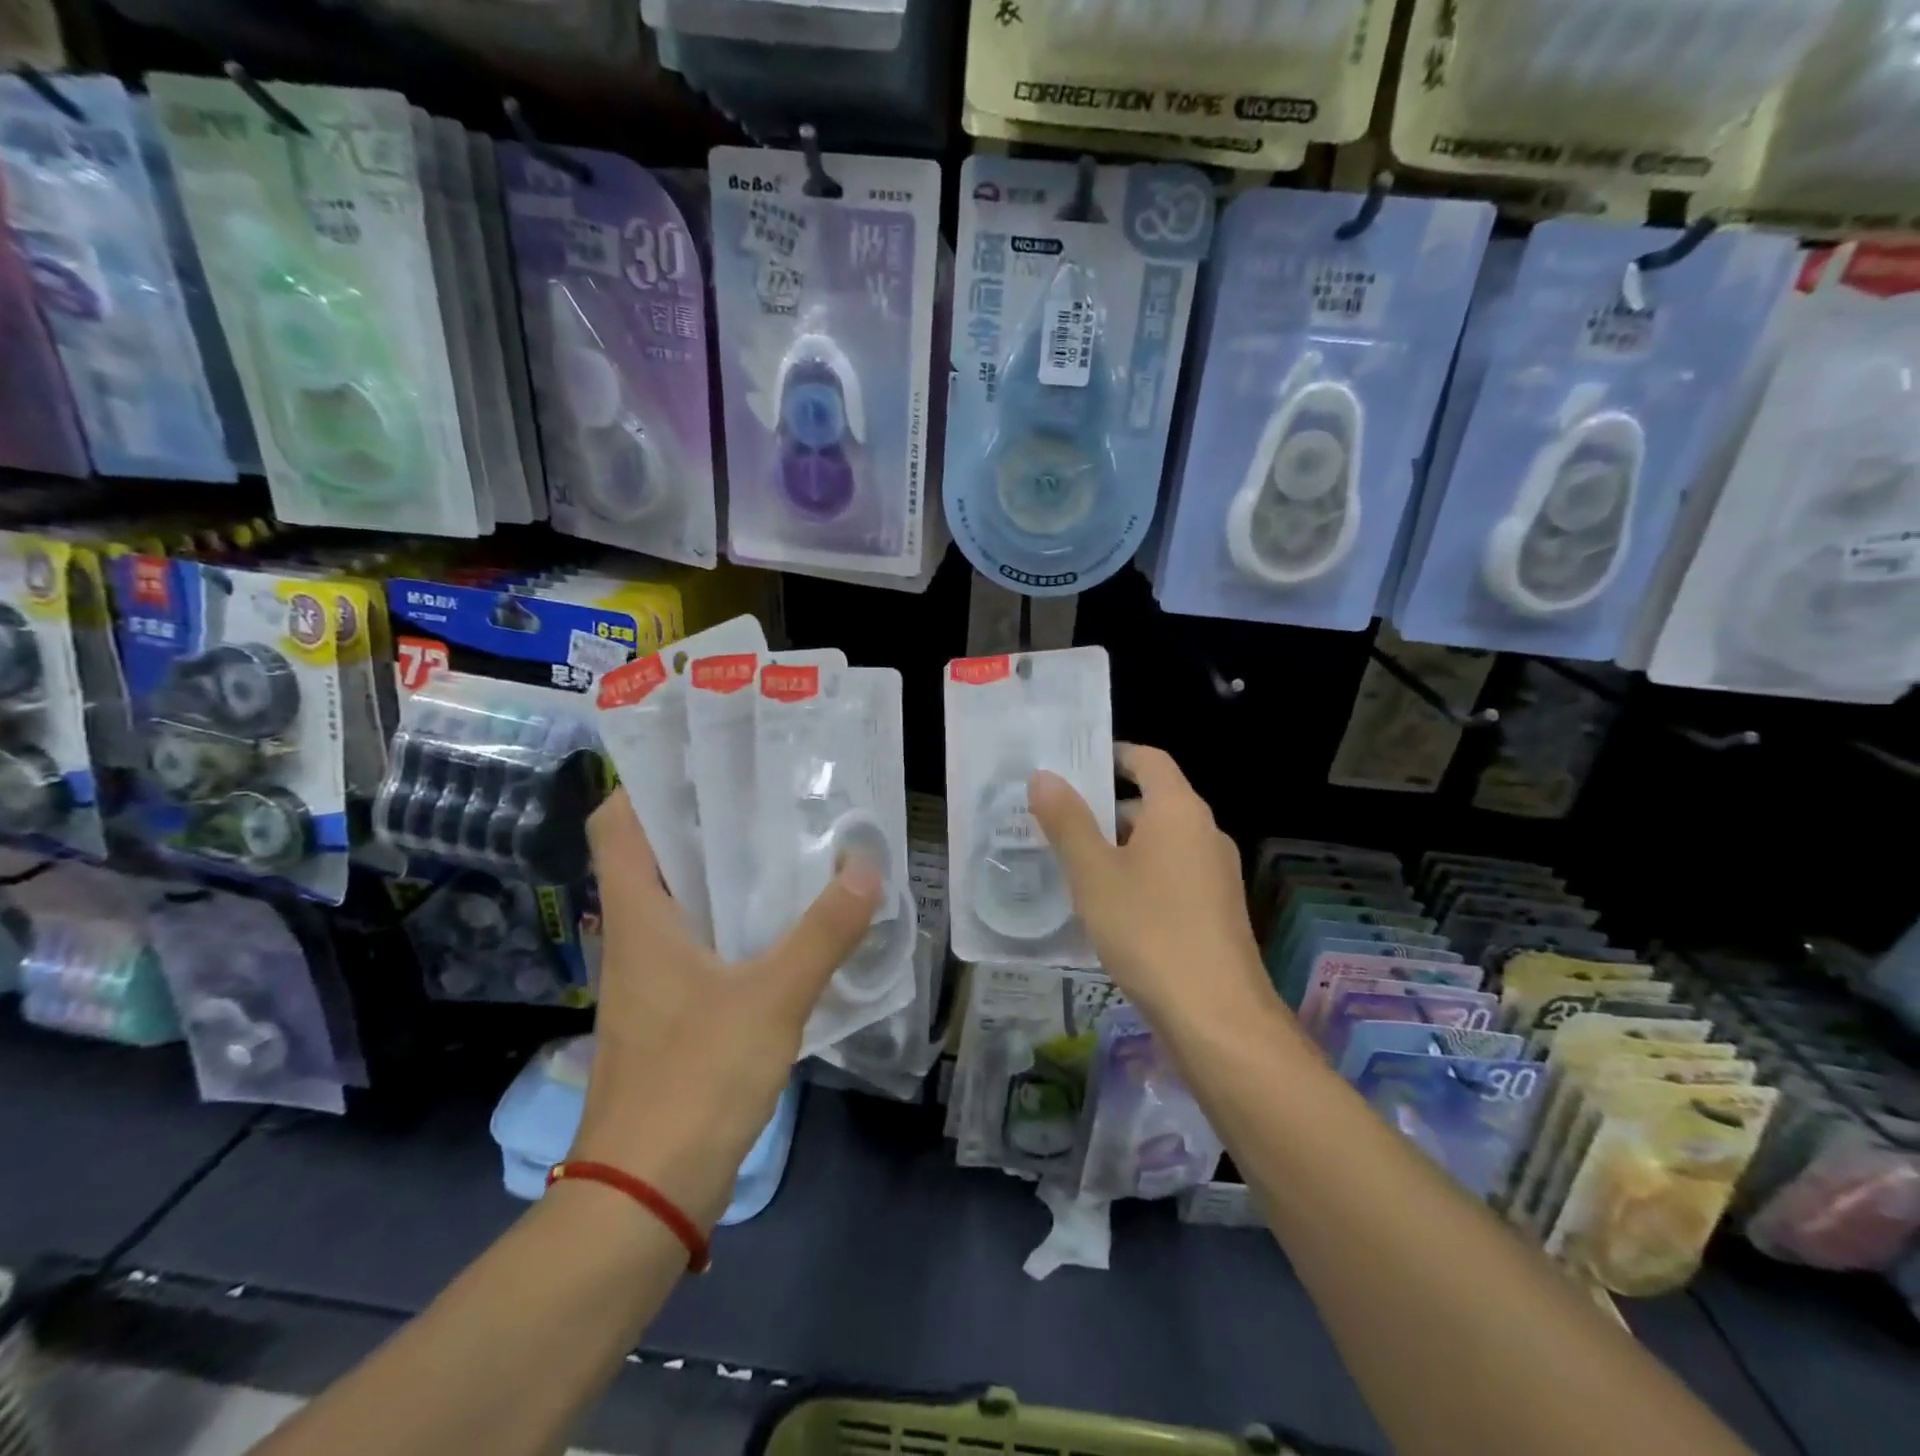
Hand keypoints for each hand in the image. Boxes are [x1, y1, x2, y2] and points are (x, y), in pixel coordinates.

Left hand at [573, 789, 883, 1228]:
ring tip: (784, 840)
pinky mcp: (673, 1012)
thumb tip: (865, 867)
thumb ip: (822, 933)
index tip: (701, 756)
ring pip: (681, 900)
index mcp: (639, 917)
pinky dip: (735, 919)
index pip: (616, 825)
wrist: (645, 1197)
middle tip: (766, 788)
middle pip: (655, 855)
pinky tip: (784, 920)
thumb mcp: (771, 999)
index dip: (645, 782)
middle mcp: (636, 936)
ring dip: (723, 870)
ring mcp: (652, 978)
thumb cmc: (694, 1081)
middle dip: (703, 817)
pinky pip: (701, 942)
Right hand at [1029, 745, 1282, 1040]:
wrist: (1216, 1015)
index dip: (1115, 754)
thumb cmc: (1149, 930)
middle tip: (1058, 819)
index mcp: (1179, 811)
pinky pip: (1173, 873)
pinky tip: (1109, 904)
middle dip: (1106, 807)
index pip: (1150, 760)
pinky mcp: (1217, 909)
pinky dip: (1140, 873)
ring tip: (1074, 862)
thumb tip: (1043, 776)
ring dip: (1121, 844)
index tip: (1076, 763)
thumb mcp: (1094, 873)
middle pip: (1154, 801)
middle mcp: (1205, 832)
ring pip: (1161, 841)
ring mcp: (1216, 873)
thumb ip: (1067, 821)